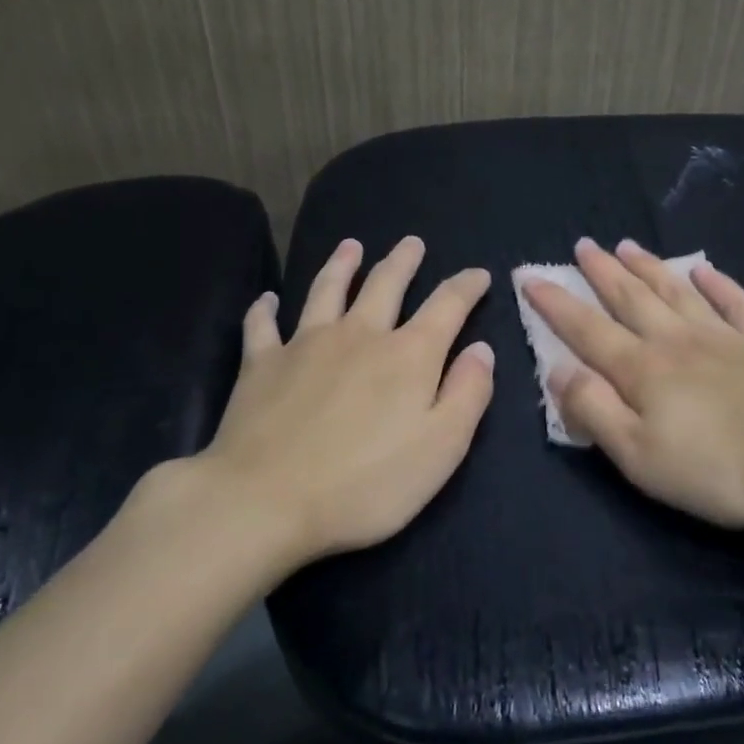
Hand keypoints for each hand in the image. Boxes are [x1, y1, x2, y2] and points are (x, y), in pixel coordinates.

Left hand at [196, 237, 494, 569]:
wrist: (264, 501)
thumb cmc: (364, 484)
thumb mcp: (441, 448)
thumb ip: (468, 394)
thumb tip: (482, 349)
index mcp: (408, 355)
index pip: (447, 305)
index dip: (466, 286)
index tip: (479, 274)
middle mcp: (359, 335)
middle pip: (385, 284)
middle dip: (403, 261)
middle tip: (412, 242)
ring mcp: (305, 344)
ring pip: (327, 290)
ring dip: (342, 265)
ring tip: (350, 246)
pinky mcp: (261, 364)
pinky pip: (262, 326)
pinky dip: (265, 309)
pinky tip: (267, 300)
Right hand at [521, 239, 743, 543]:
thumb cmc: (718, 469)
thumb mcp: (639, 456)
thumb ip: (594, 410)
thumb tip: (557, 370)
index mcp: (642, 369)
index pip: (586, 329)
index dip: (556, 303)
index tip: (530, 276)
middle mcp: (676, 340)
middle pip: (631, 298)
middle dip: (602, 271)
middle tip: (582, 245)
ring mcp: (724, 336)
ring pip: (676, 291)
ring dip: (649, 267)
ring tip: (628, 245)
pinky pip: (736, 302)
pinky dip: (718, 283)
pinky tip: (705, 269)